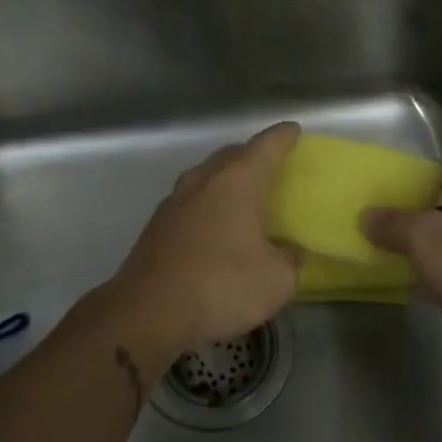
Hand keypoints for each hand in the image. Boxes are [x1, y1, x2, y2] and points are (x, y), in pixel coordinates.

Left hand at [109, 122, 301, 361]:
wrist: (147, 311)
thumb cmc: (220, 286)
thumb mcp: (276, 281)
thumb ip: (289, 259)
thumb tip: (285, 250)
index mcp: (237, 182)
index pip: (266, 147)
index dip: (283, 137)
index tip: (293, 130)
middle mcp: (203, 180)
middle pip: (232, 155)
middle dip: (252, 155)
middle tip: (270, 164)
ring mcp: (174, 201)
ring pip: (206, 176)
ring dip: (225, 179)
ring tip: (242, 194)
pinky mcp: (156, 225)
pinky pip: (190, 202)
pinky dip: (207, 204)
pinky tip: (213, 225)